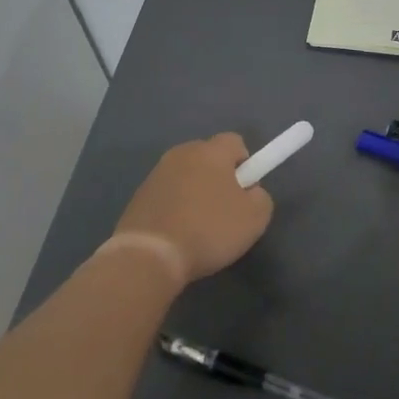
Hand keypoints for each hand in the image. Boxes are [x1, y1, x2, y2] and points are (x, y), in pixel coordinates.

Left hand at [113, 134, 273, 284]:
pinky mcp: (138, 195)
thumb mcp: (255, 218)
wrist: (149, 256)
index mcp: (210, 151)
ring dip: (195, 194)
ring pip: (187, 177)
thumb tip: (249, 192)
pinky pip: (167, 195)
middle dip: (220, 178)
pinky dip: (175, 208)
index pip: (235, 142)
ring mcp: (156, 174)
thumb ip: (260, 196)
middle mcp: (181, 153)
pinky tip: (177, 234)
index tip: (244, 193)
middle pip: (209, 158)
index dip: (246, 165)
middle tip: (225, 211)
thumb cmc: (208, 230)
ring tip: (199, 228)